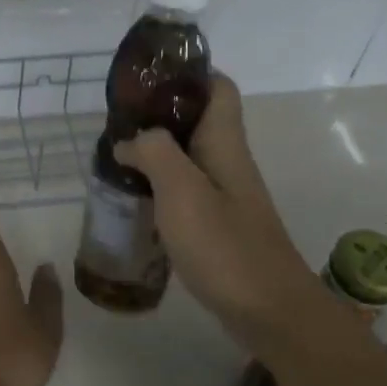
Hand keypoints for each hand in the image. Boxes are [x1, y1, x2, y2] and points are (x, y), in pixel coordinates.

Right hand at [113, 73, 314, 345]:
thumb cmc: (226, 247)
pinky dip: (158, 186)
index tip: (147, 76)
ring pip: (187, 156)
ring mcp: (224, 195)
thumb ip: (153, 152)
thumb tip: (129, 140)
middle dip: (158, 113)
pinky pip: (184, 190)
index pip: (218, 87)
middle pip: (197, 120)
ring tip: (115, 156)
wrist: (271, 313)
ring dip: (154, 151)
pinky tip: (133, 199)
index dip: (188, 72)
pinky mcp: (218, 225)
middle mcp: (227, 161)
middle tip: (116, 120)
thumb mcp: (181, 191)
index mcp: (224, 143)